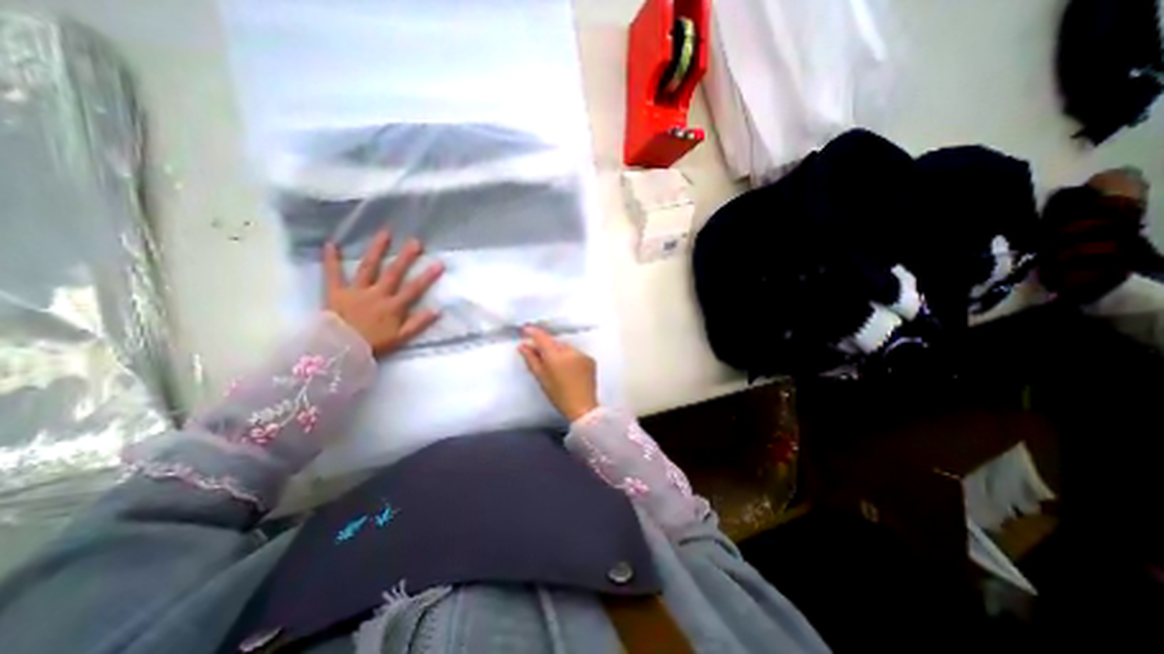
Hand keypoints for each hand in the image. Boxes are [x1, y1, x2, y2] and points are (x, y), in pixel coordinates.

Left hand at [321, 230, 444, 356]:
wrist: (340, 350)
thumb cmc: (373, 344)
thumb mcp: (401, 338)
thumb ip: (419, 323)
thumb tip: (437, 310)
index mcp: (393, 306)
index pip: (414, 289)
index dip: (427, 276)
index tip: (439, 263)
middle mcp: (377, 294)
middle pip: (394, 273)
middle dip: (406, 257)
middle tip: (416, 241)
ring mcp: (356, 291)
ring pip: (368, 267)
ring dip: (377, 250)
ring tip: (385, 233)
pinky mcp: (335, 292)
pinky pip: (332, 274)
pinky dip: (331, 259)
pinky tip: (331, 243)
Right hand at [519, 323, 594, 421]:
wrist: (582, 407)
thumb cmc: (558, 395)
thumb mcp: (541, 378)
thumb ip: (531, 359)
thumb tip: (523, 346)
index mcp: (555, 356)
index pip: (542, 338)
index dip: (533, 332)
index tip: (526, 329)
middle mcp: (570, 351)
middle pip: (554, 343)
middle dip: (547, 346)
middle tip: (538, 354)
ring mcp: (582, 354)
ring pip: (565, 347)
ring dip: (559, 351)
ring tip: (555, 366)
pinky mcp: (590, 359)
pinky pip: (576, 353)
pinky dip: (570, 357)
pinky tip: (568, 369)